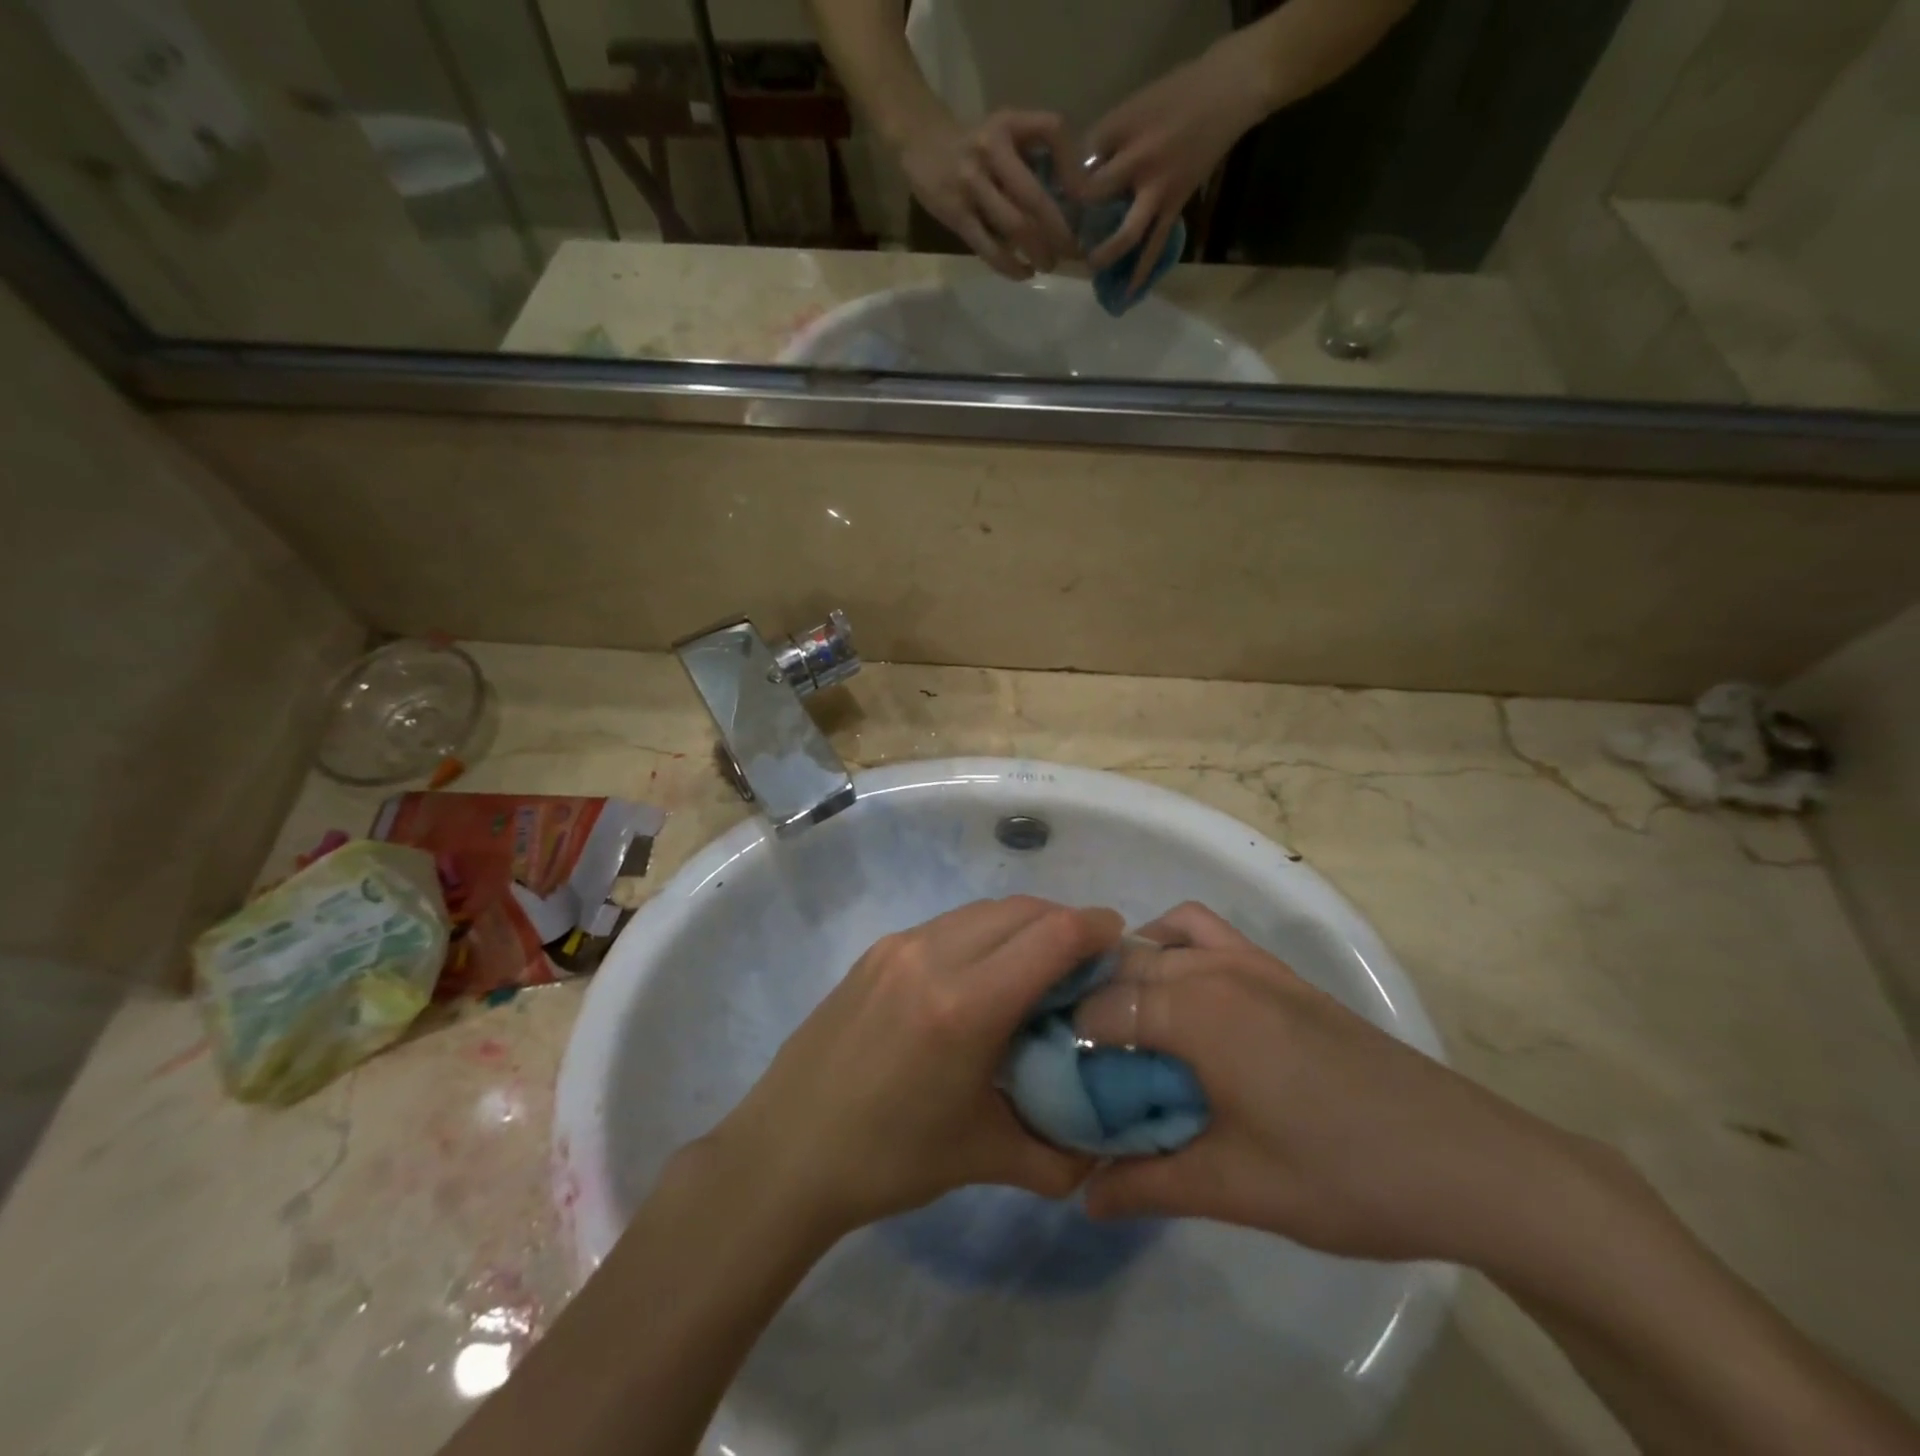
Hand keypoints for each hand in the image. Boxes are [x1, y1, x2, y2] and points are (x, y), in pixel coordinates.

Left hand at [701, 897, 1119, 1238]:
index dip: (1095, 928)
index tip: (1120, 942)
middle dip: (1064, 923)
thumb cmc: (889, 1159)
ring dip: (1022, 924)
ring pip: (983, 911)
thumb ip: (1057, 1154)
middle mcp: (933, 956)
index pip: (1051, 935)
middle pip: (1021, 910)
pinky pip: (948, 924)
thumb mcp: (983, 1158)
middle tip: (1087, 959)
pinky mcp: (877, 950)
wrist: (786, 1150)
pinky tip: (983, 974)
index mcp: (965, 1005)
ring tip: (1039, 964)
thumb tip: (1101, 1149)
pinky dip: (983, 933)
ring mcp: (899, 946)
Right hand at [898, 110, 1079, 278]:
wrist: (920, 142)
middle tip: (1072, 251)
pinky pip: (988, 247)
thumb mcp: (1004, 133)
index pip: (1052, 130)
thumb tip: (1071, 199)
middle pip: (1034, 196)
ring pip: (1014, 226)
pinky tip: (1025, 273)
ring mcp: (971, 183)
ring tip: (1049, 265)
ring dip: (1038, 252)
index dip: (1073, 165)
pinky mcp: (956, 213)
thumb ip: (1033, 156)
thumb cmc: (973, 145)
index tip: (1084, 198)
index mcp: (1008, 123)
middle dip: (1059, 230)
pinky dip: (1011, 266)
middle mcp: (991, 149)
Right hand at [1077, 903, 1595, 1264]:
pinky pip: (1205, 934)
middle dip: (1091, 1004)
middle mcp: (1216, 969)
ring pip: (1162, 939)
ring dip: (1132, 969)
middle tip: (1081, 1063)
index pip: (1101, 1007)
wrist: (1467, 1161)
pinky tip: (1183, 1001)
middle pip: (1126, 968)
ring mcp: (1252, 962)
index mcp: (1197, 1011)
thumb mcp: (1236, 1188)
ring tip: (1126, 1025)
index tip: (1052, 1077)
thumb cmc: (1343, 1175)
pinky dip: (1174, 946)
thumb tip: (1082, 1194)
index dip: (1067, 1039)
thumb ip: (1149, 1184)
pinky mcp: (1280, 973)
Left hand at [1079, 39, 1271, 294]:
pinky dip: (1142, 271)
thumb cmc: (1177, 93)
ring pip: (1127, 232)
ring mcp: (1159, 189)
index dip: (1063, 184)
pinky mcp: (1175, 206)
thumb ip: (1106, 140)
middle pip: (1097, 198)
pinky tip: (1127, 294)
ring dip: (1107, 253)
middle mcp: (1140, 162)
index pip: (1083, 162)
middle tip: (1061, 237)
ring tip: (1090, 268)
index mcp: (1124, 132)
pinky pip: (1156, 246)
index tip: (1049, 201)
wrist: (1229, 91)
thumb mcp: (1134, 105)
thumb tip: (1077, 174)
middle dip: (1076, 220)